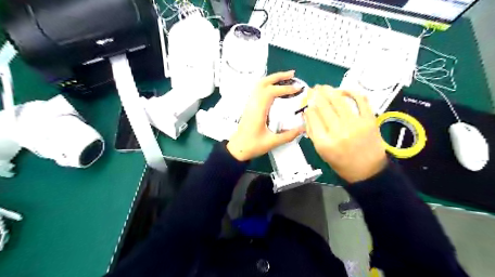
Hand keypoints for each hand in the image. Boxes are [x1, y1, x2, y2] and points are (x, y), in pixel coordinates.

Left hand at [226, 70, 303, 161]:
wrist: (237, 149)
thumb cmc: (252, 146)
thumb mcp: (272, 142)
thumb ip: (288, 135)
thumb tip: (303, 128)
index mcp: (258, 111)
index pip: (270, 92)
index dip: (285, 88)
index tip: (297, 89)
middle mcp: (252, 104)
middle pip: (263, 83)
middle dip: (278, 76)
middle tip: (292, 74)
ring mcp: (249, 104)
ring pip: (259, 85)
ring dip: (272, 79)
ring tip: (285, 78)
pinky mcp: (249, 107)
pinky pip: (257, 90)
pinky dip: (267, 85)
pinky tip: (275, 88)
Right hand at [301, 85, 385, 182]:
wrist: (368, 171)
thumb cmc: (341, 163)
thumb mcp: (321, 152)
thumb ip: (313, 132)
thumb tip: (308, 113)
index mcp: (324, 142)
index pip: (312, 117)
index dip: (309, 106)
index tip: (307, 101)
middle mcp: (338, 132)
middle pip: (323, 107)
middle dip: (316, 95)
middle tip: (313, 89)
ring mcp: (355, 124)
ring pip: (339, 101)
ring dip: (329, 91)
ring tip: (324, 87)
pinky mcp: (369, 120)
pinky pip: (360, 101)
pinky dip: (352, 92)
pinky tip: (344, 90)